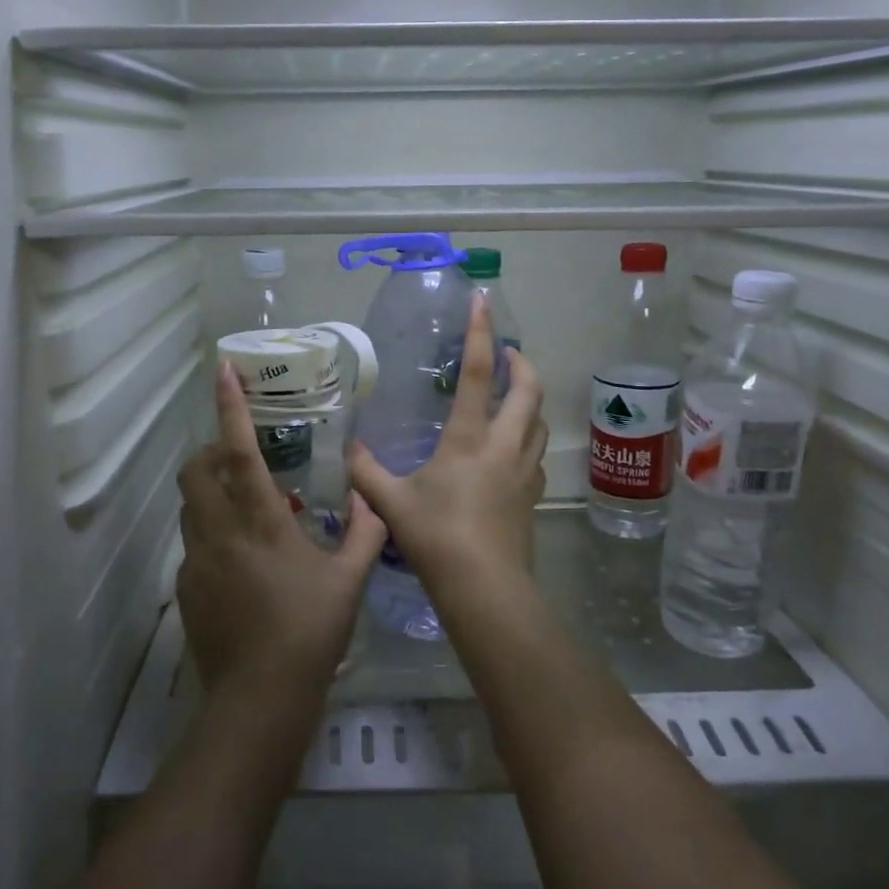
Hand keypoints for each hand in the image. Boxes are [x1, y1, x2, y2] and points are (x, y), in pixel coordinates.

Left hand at [176, 360, 387, 702]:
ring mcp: (196, 563)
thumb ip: (364, 532)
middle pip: (195, 472)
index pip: (238, 451)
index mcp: (260, 522)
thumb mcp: (349, 579)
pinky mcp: (186, 590)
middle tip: (240, 455)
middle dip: (210, 450)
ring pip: (190, 507)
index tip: (221, 371)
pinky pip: (194, 544)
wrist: (259, 699)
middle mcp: (219, 533)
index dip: (229, 408)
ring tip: (247, 507)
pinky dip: (211, 532)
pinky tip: (242, 560)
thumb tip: (371, 499)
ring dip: (210, 492)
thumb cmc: (310, 631)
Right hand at [349, 295, 547, 599]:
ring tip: (514, 396)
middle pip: (528, 390)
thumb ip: (366, 472)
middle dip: (522, 363)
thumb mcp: (391, 502)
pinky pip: (536, 454)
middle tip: (508, 352)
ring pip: (539, 422)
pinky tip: (512, 451)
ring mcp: (524, 471)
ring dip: (530, 400)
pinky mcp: (532, 496)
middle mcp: (504, 445)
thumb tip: (349, 450)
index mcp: (469, 438)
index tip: (483, 301)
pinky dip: (528, 438)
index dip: (480, 333)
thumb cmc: (436, 537)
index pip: (478, 372)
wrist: (484, 587)